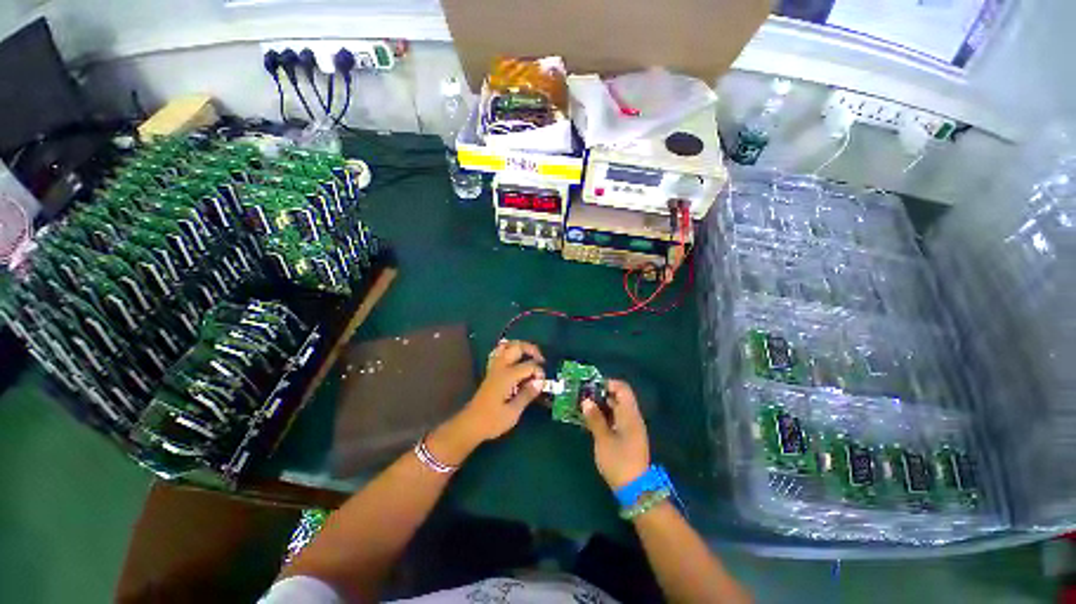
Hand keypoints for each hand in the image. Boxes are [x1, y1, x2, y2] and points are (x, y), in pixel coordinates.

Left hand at [450, 340, 545, 446]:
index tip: (543, 383)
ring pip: (506, 346)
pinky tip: (516, 358)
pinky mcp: (491, 372)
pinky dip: (509, 351)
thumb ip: (527, 395)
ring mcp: (494, 368)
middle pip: (517, 347)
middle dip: (531, 349)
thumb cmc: (492, 421)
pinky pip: (499, 353)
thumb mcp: (513, 412)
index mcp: (507, 376)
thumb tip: (540, 382)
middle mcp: (500, 367)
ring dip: (520, 347)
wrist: (470, 425)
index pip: (529, 365)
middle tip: (541, 360)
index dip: (539, 372)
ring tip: (530, 355)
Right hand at [581, 380, 650, 489]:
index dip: (607, 383)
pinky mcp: (627, 437)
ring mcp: (630, 427)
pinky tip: (590, 420)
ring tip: (583, 407)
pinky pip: (615, 419)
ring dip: (600, 406)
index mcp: (629, 414)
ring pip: (615, 408)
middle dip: (600, 394)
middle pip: (618, 397)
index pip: (622, 388)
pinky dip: (604, 416)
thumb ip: (595, 418)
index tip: (591, 386)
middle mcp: (632, 417)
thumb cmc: (619, 461)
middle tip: (582, 396)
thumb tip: (586, 401)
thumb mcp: (603, 439)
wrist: (635, 489)